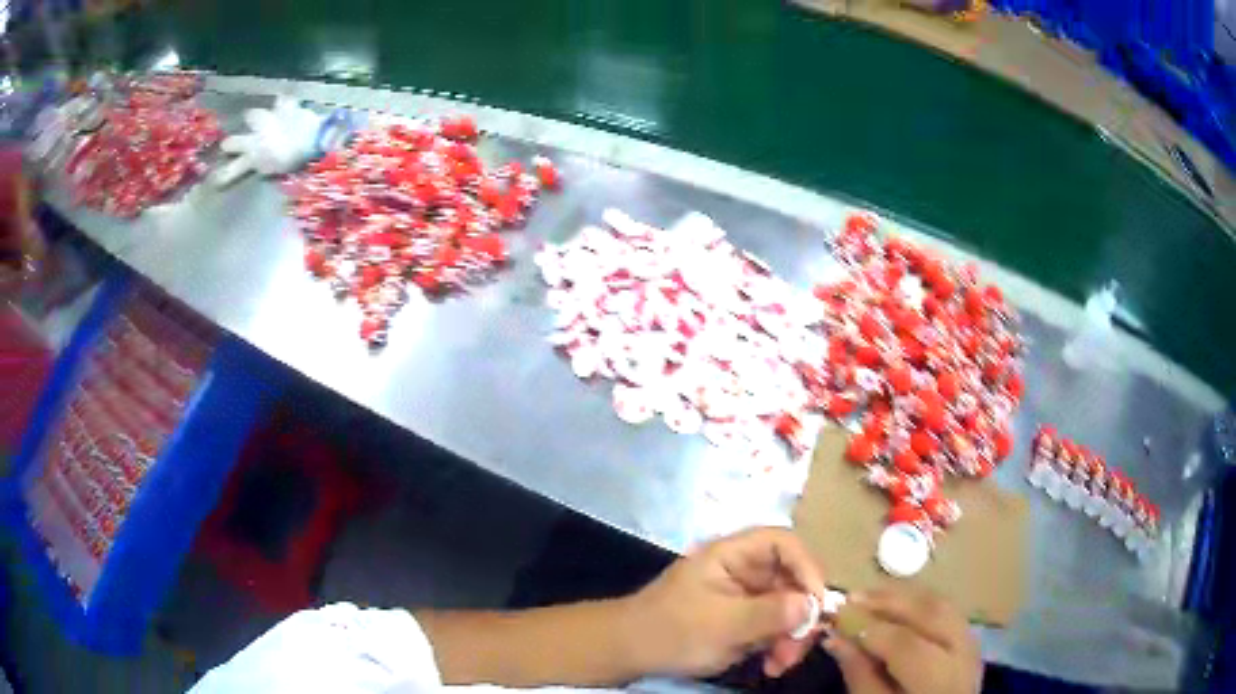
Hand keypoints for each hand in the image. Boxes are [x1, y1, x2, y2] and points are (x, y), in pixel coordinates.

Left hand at [624, 527, 826, 678]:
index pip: (783, 544)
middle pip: (792, 579)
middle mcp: (744, 570)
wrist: (630, 652)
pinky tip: (771, 666)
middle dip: (801, 614)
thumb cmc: (671, 631)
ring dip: (792, 636)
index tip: (816, 603)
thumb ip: (767, 613)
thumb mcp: (720, 625)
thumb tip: (811, 605)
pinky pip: (776, 627)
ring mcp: (746, 596)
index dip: (806, 567)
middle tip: (800, 647)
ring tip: (780, 665)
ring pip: (789, 607)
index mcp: (733, 555)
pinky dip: (779, 646)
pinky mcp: (745, 619)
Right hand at [824, 587, 981, 693]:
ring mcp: (972, 644)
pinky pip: (948, 611)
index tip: (837, 616)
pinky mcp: (970, 639)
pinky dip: (921, 603)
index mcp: (939, 681)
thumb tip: (836, 638)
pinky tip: (898, 604)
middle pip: (931, 614)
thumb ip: (859, 676)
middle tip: (851, 597)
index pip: (906, 644)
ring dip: (905, 597)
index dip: (870, 627)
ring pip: (942, 606)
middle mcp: (963, 655)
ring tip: (870, 596)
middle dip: (889, 601)